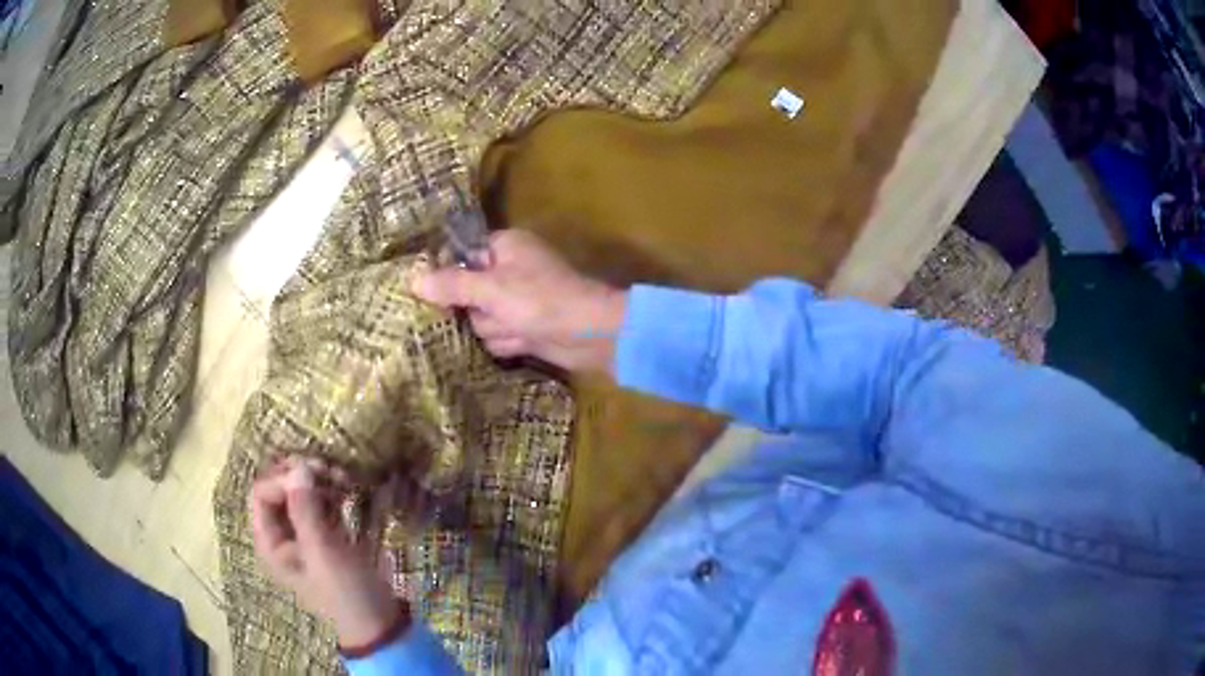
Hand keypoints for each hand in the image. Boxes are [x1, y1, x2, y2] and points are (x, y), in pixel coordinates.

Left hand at [249, 456, 405, 648]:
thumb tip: (299, 466)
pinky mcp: (325, 534)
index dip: (283, 479)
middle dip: (299, 474)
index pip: (261, 493)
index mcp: (270, 543)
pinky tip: (347, 488)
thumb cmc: (345, 592)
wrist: (379, 622)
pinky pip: (319, 502)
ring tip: (343, 477)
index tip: (314, 475)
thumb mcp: (324, 553)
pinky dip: (330, 490)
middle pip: (277, 489)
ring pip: (299, 492)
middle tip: (327, 468)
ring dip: (317, 479)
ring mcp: (303, 534)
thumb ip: (306, 509)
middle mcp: (281, 535)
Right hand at [412, 229, 626, 373]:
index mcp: (503, 247)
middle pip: (466, 293)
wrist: (589, 335)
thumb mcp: (491, 289)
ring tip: (516, 328)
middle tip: (493, 312)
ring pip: (480, 319)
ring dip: (494, 329)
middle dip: (477, 310)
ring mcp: (515, 301)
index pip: (460, 257)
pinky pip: (497, 335)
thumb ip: (452, 285)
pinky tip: (521, 341)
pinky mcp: (523, 326)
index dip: (449, 275)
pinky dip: (507, 341)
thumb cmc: (540, 300)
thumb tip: (413, 280)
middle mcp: (508, 270)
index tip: (432, 292)